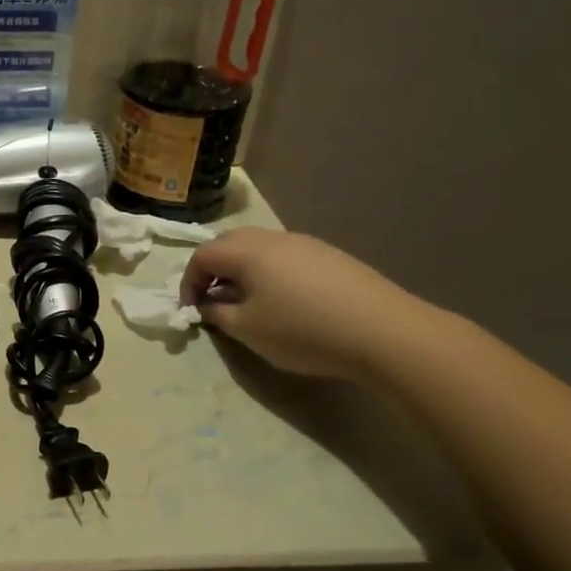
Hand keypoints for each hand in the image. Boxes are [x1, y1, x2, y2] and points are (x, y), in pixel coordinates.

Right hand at [180, 228, 432, 382]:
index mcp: (248, 251)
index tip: (190, 310)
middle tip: (212, 300)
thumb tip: (208, 304)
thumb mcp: (247, 330)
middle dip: (213, 270)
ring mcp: (306, 244)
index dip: (188, 282)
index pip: (202, 255)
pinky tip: (284, 303)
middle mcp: (274, 238)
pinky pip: (286, 258)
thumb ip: (217, 313)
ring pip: (260, 249)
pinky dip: (270, 274)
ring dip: (242, 272)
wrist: (382, 331)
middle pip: (230, 243)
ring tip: (246, 304)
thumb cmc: (302, 330)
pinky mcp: (331, 257)